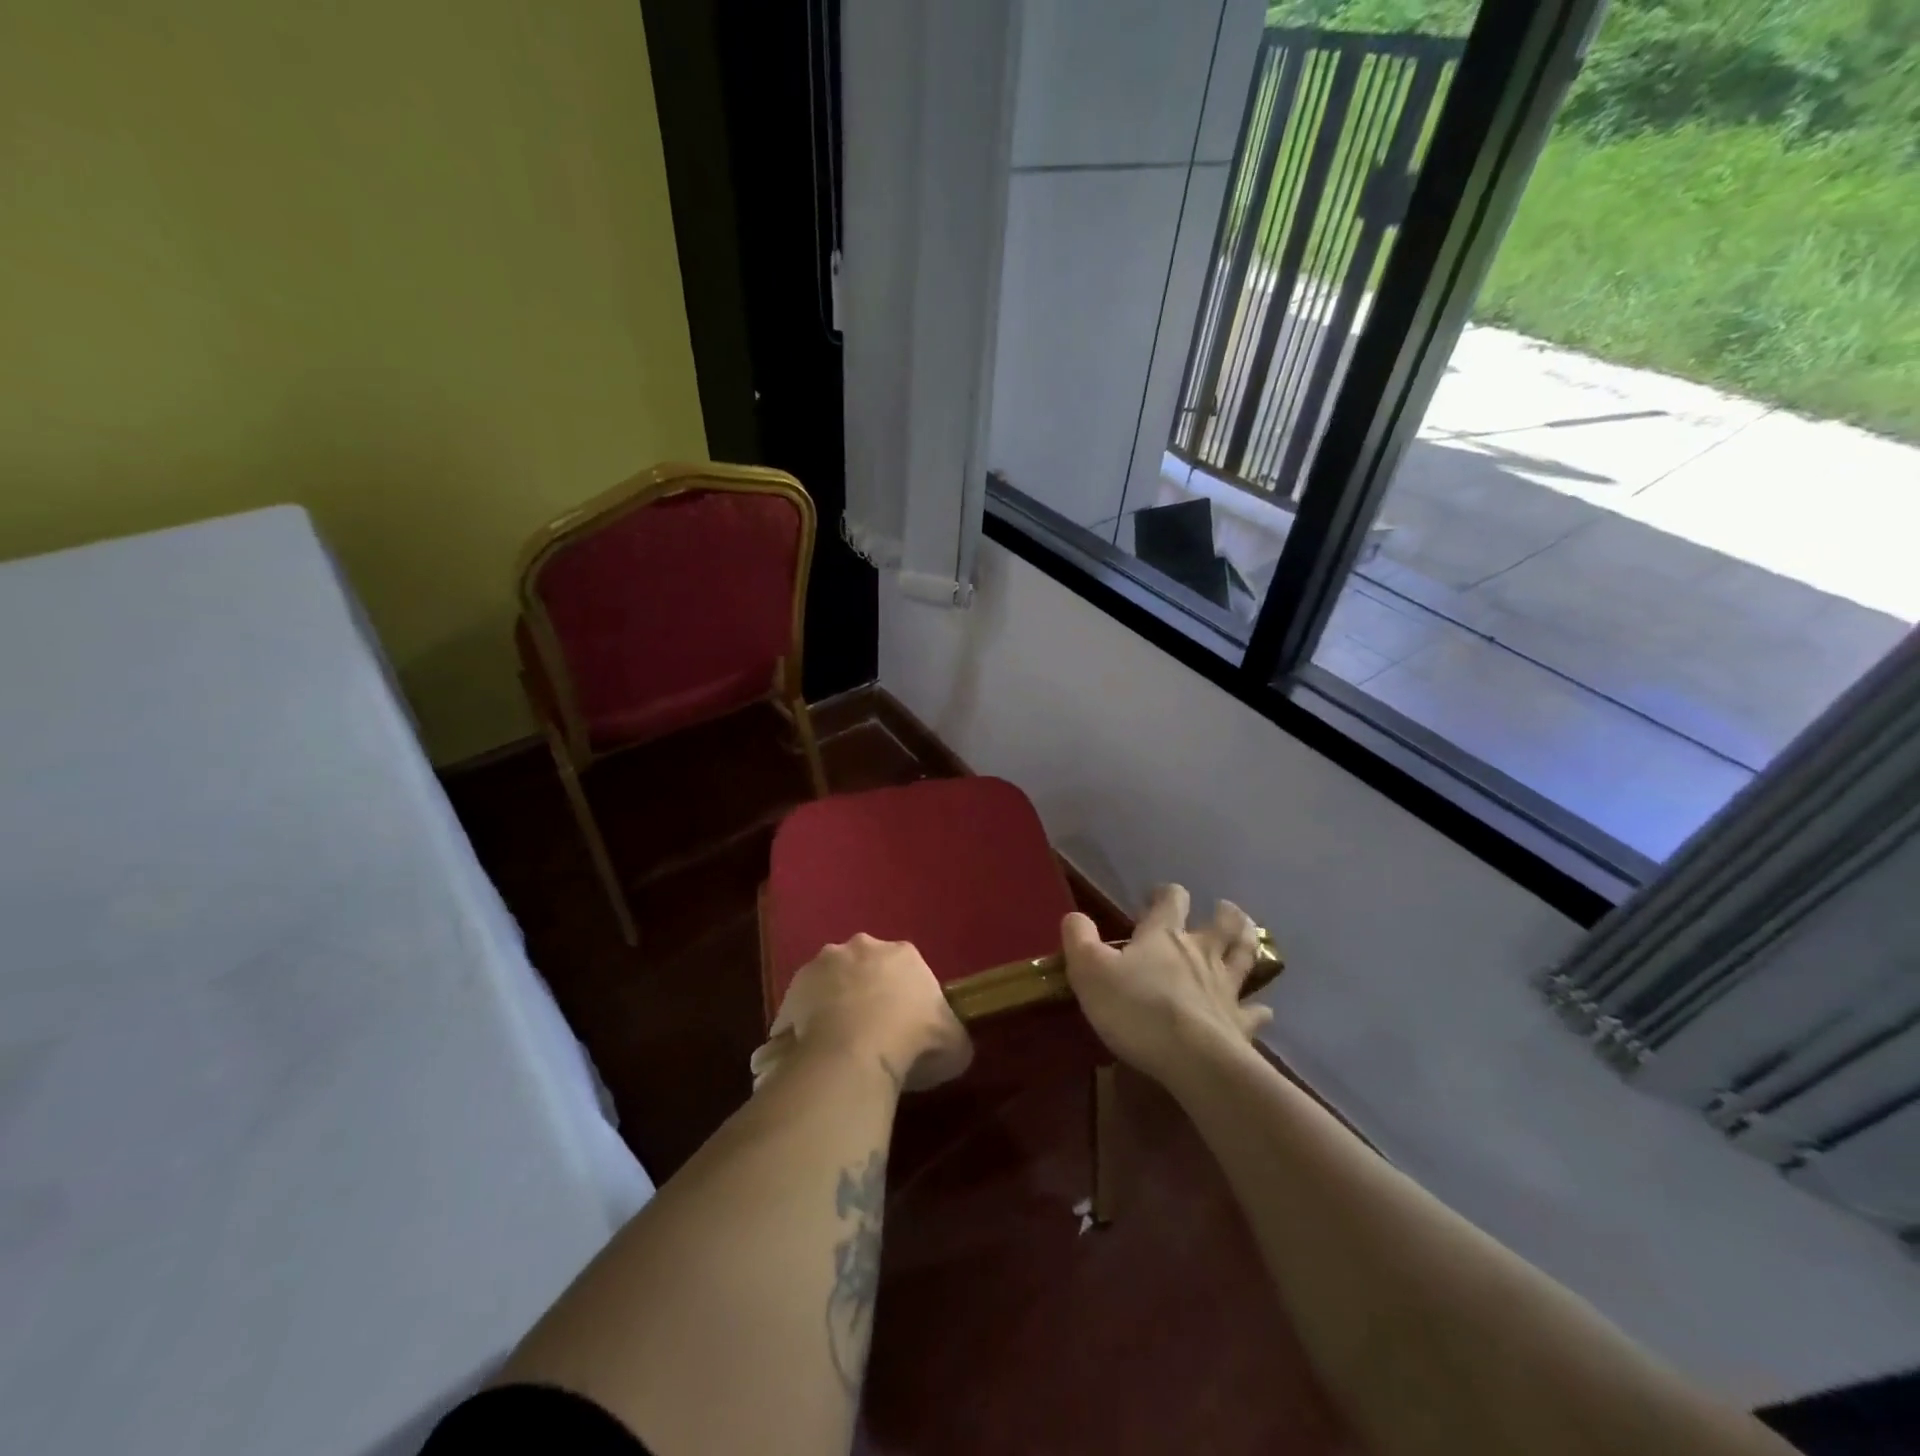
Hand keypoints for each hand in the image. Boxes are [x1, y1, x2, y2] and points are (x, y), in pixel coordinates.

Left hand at [751, 934, 972, 1093]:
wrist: (852, 1055)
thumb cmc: (912, 1043)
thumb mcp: (955, 1045)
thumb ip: (952, 1035)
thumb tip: (949, 1041)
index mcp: (905, 954)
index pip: (907, 969)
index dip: (906, 997)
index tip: (906, 1026)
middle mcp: (862, 946)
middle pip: (866, 967)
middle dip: (867, 991)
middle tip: (871, 1031)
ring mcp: (822, 964)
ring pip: (832, 982)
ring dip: (835, 1003)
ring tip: (840, 1044)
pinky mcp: (793, 988)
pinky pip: (804, 1006)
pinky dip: (808, 1023)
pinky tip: (815, 1051)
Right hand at [1061, 884, 1272, 1083]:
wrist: (1191, 1057)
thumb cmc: (1136, 1008)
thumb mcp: (1090, 970)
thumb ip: (1079, 939)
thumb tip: (1074, 916)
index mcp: (1164, 936)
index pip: (1171, 900)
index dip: (1165, 894)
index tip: (1156, 897)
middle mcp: (1200, 953)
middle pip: (1221, 924)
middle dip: (1223, 913)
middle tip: (1223, 909)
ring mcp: (1225, 988)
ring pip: (1244, 957)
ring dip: (1247, 942)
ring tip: (1250, 934)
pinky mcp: (1239, 1024)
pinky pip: (1253, 1012)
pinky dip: (1259, 1009)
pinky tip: (1264, 1010)